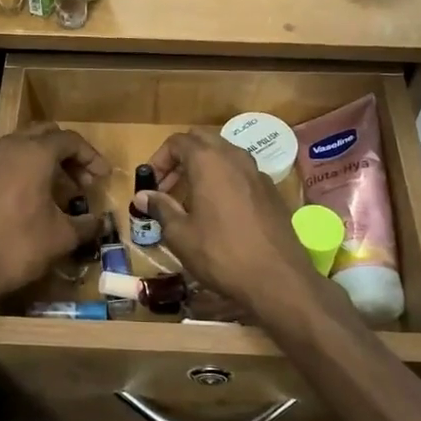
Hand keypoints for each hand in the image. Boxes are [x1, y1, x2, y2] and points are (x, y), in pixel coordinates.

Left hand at [0, 125, 106, 307]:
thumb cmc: (19, 247)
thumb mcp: (62, 238)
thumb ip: (86, 224)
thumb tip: (98, 222)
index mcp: (34, 154)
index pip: (70, 140)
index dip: (91, 156)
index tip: (102, 177)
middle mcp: (5, 147)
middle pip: (42, 135)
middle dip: (64, 154)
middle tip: (78, 181)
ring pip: (14, 147)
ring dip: (36, 161)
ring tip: (47, 190)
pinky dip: (9, 174)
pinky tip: (13, 199)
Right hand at [136, 130, 328, 324]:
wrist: (278, 279)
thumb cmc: (221, 253)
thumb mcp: (181, 234)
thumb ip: (161, 208)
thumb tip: (142, 196)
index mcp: (209, 161)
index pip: (178, 142)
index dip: (159, 159)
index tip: (151, 185)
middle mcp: (235, 157)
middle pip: (202, 141)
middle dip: (181, 158)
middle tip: (168, 186)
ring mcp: (257, 172)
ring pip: (225, 155)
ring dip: (204, 167)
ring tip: (191, 198)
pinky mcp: (271, 191)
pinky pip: (241, 173)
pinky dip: (224, 180)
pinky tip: (219, 211)